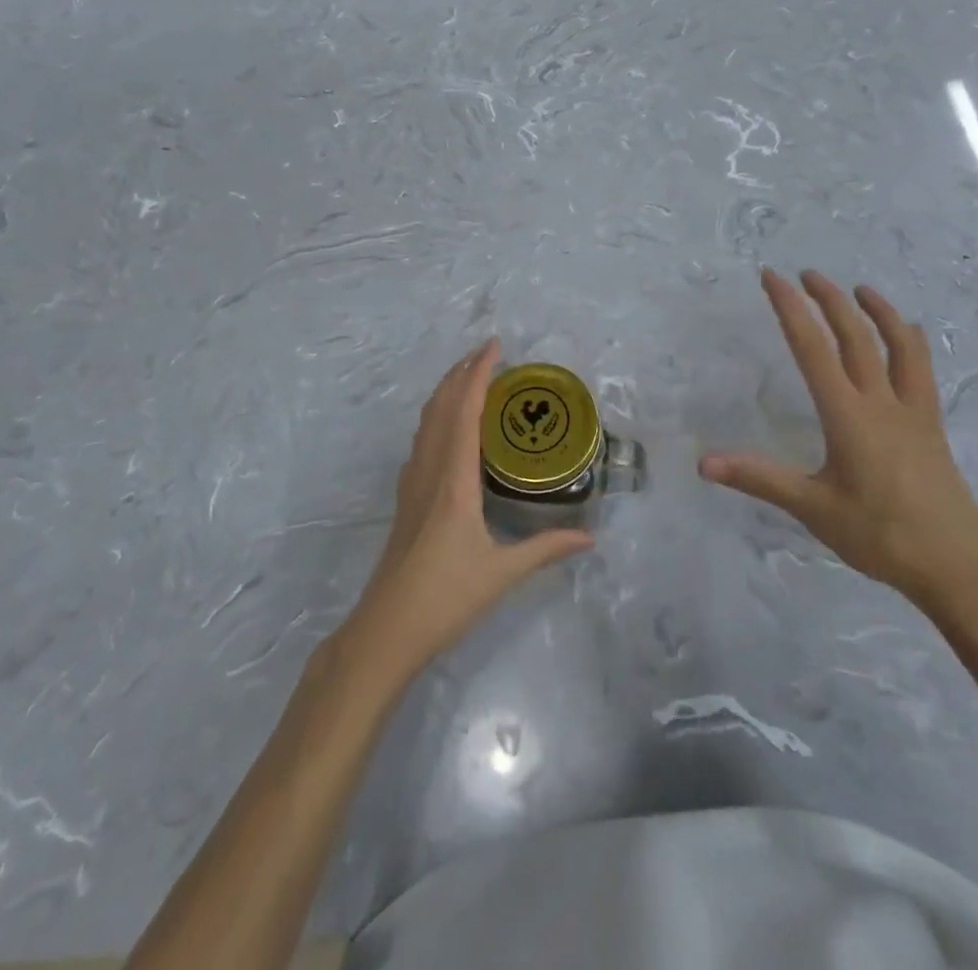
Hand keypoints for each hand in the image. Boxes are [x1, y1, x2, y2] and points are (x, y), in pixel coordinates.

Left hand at [344, 340, 593, 683]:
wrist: (386, 630)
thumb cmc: (445, 598)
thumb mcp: (503, 573)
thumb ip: (547, 550)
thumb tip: (591, 537)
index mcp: (454, 479)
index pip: (464, 410)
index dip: (478, 373)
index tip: (495, 347)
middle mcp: (429, 470)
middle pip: (440, 406)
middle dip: (461, 373)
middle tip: (487, 354)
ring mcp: (412, 483)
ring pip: (426, 421)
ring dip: (446, 392)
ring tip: (470, 379)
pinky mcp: (405, 499)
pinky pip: (421, 441)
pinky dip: (436, 418)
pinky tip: (448, 429)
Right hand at [698, 269, 977, 612]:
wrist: (958, 566)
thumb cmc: (881, 536)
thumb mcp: (813, 508)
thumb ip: (759, 478)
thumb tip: (704, 462)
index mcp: (847, 415)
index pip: (812, 348)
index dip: (790, 308)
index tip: (773, 277)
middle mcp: (881, 401)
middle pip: (855, 336)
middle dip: (828, 299)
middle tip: (806, 273)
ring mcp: (912, 411)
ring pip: (898, 345)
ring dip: (878, 311)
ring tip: (859, 289)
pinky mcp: (931, 425)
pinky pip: (921, 370)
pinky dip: (910, 341)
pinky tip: (908, 336)